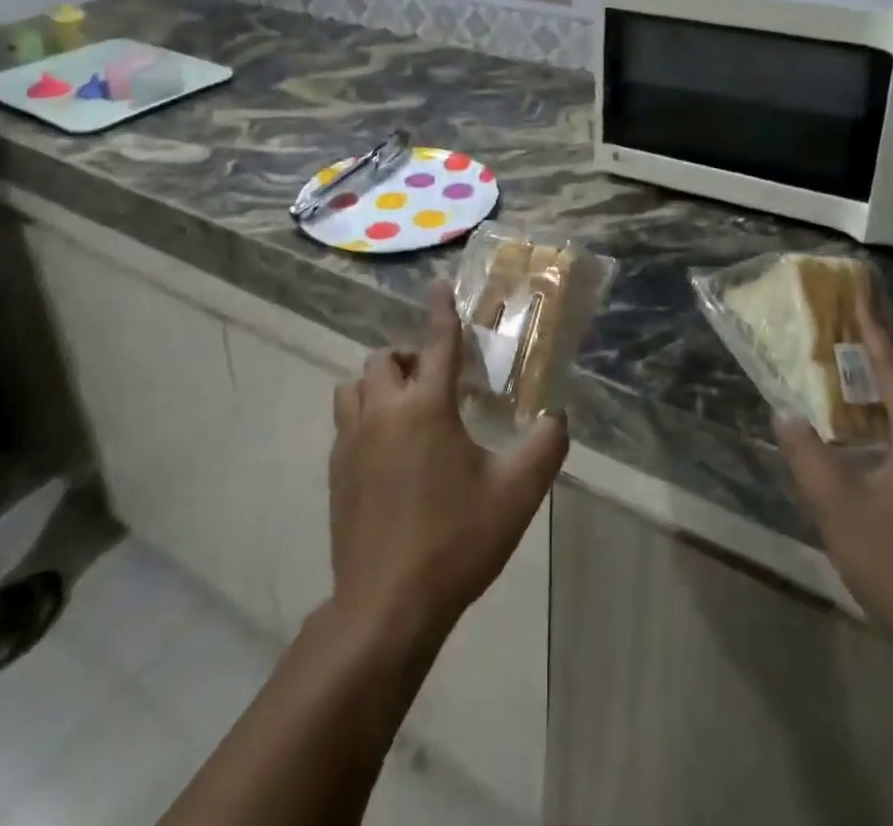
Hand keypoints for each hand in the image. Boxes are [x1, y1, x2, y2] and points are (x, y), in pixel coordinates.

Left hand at [328, 282, 568, 645]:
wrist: (387, 605)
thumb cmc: (456, 541)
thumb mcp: (517, 494)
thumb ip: (545, 447)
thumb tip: (557, 418)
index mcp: (426, 407)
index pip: (438, 343)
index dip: (441, 312)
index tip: (438, 286)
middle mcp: (383, 411)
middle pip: (385, 359)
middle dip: (410, 358)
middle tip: (436, 384)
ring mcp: (351, 440)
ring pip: (355, 386)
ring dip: (380, 384)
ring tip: (407, 410)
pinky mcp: (335, 470)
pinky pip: (345, 420)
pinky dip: (365, 416)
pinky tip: (387, 451)